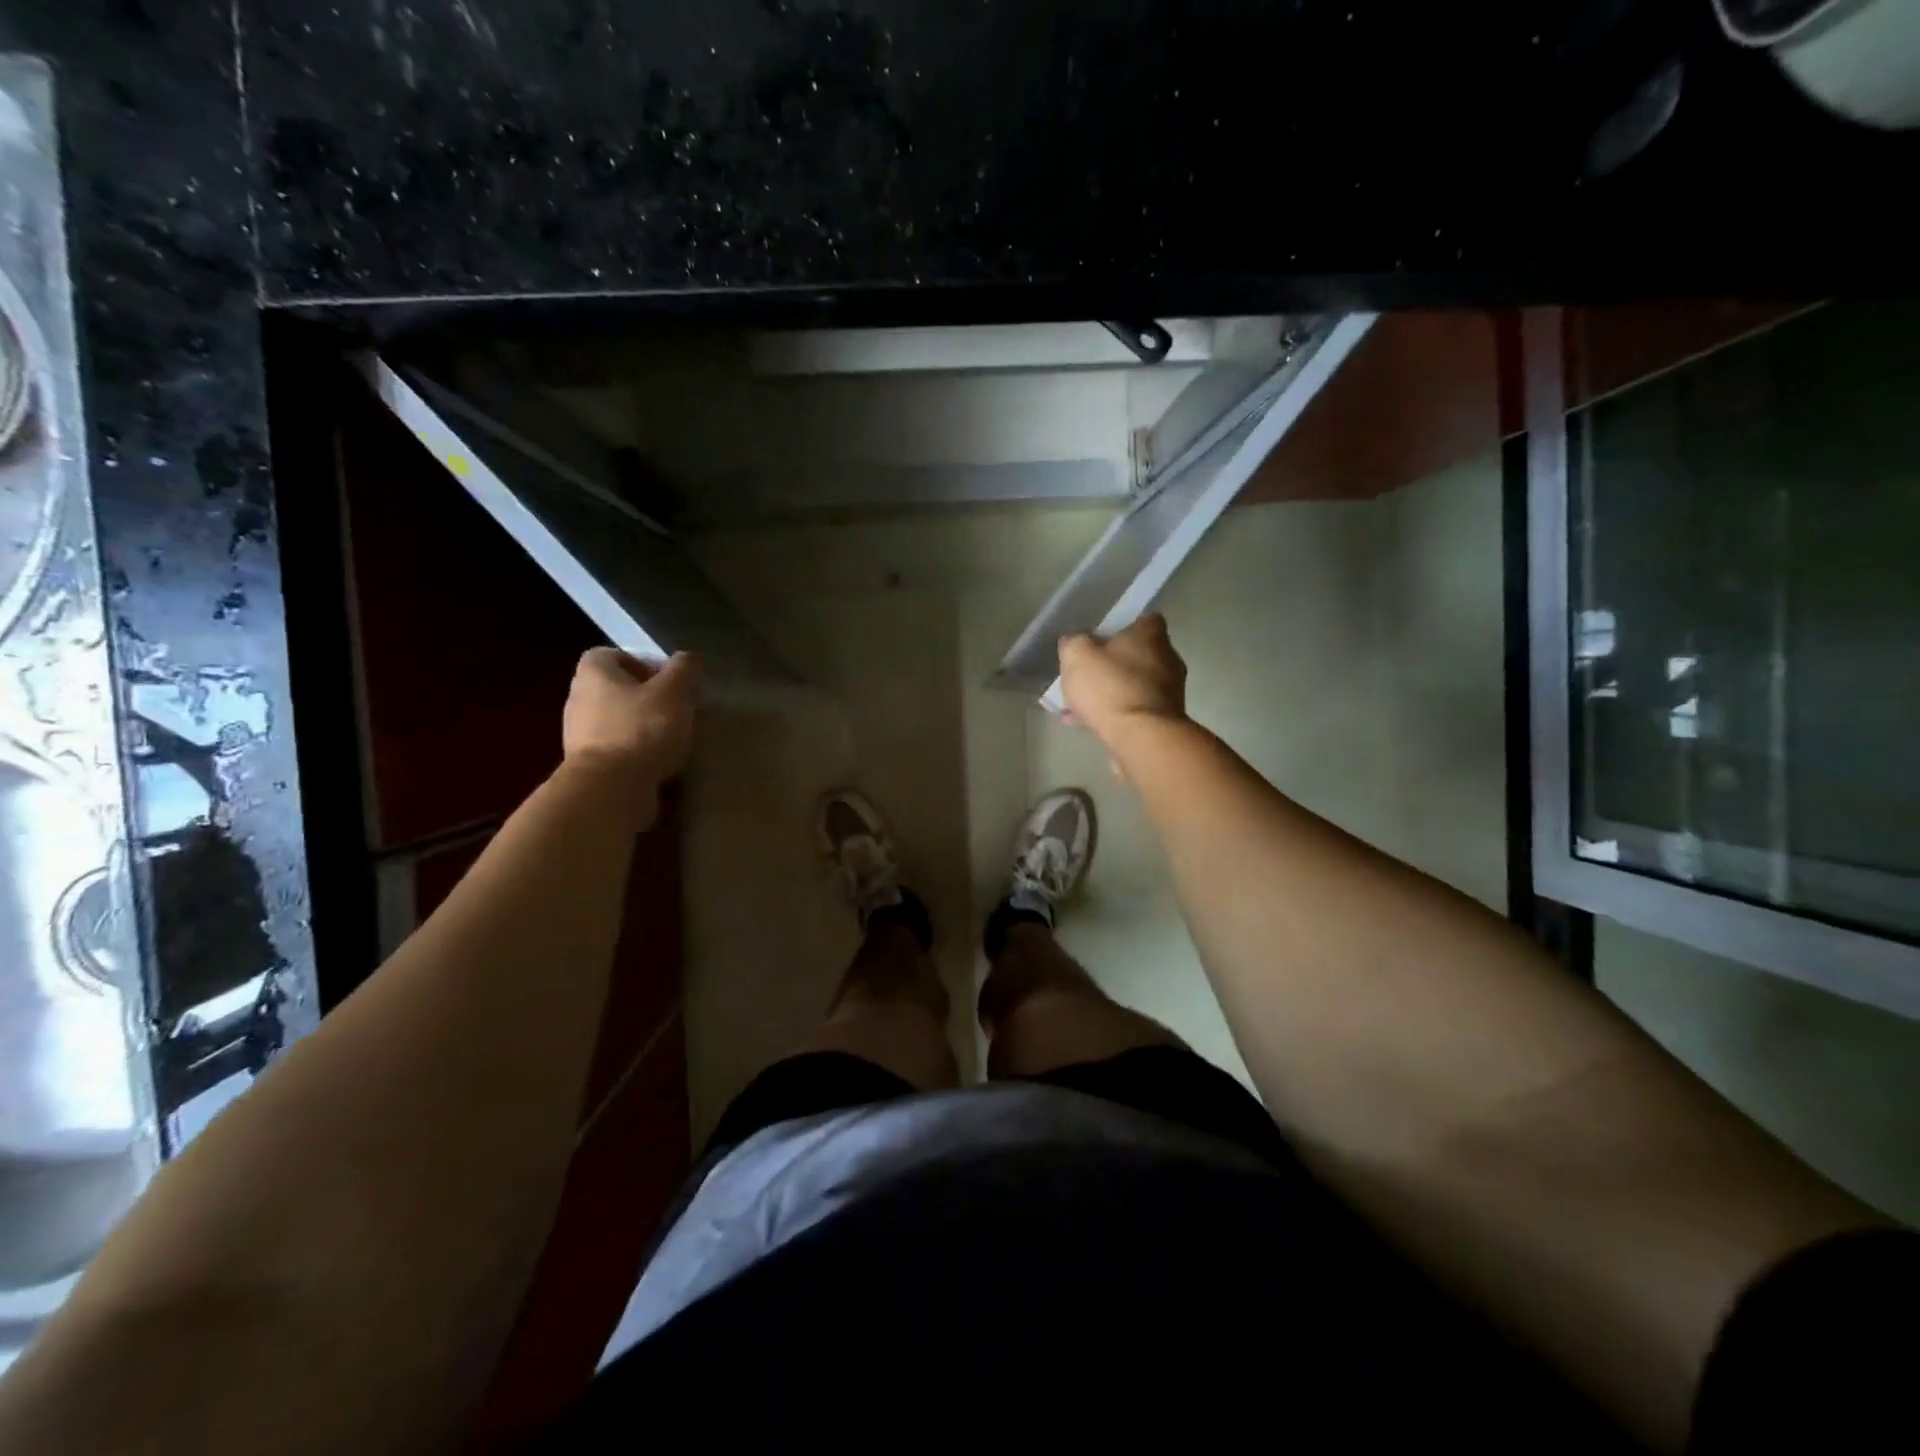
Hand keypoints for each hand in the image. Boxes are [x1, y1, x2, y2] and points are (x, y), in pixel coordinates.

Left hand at [562, 648, 701, 787]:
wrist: (610, 789)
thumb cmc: (642, 729)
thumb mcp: (674, 691)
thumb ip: (684, 669)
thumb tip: (689, 658)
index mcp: (593, 673)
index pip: (614, 655)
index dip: (645, 663)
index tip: (672, 680)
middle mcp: (579, 698)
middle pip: (620, 689)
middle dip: (652, 697)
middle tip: (682, 709)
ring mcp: (580, 734)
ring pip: (621, 720)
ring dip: (647, 725)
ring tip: (677, 737)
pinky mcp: (589, 765)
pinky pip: (619, 748)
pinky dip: (640, 751)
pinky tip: (663, 761)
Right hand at [1057, 613, 1187, 749]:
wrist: (1140, 738)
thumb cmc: (1110, 687)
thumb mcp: (1077, 655)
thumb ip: (1073, 642)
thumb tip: (1075, 642)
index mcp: (1151, 635)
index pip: (1143, 619)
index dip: (1120, 627)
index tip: (1099, 639)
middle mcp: (1168, 658)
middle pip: (1137, 655)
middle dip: (1112, 664)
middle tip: (1085, 675)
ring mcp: (1171, 692)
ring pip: (1134, 685)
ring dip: (1110, 693)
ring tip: (1078, 706)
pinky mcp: (1166, 720)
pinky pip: (1134, 710)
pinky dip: (1114, 715)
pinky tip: (1087, 725)